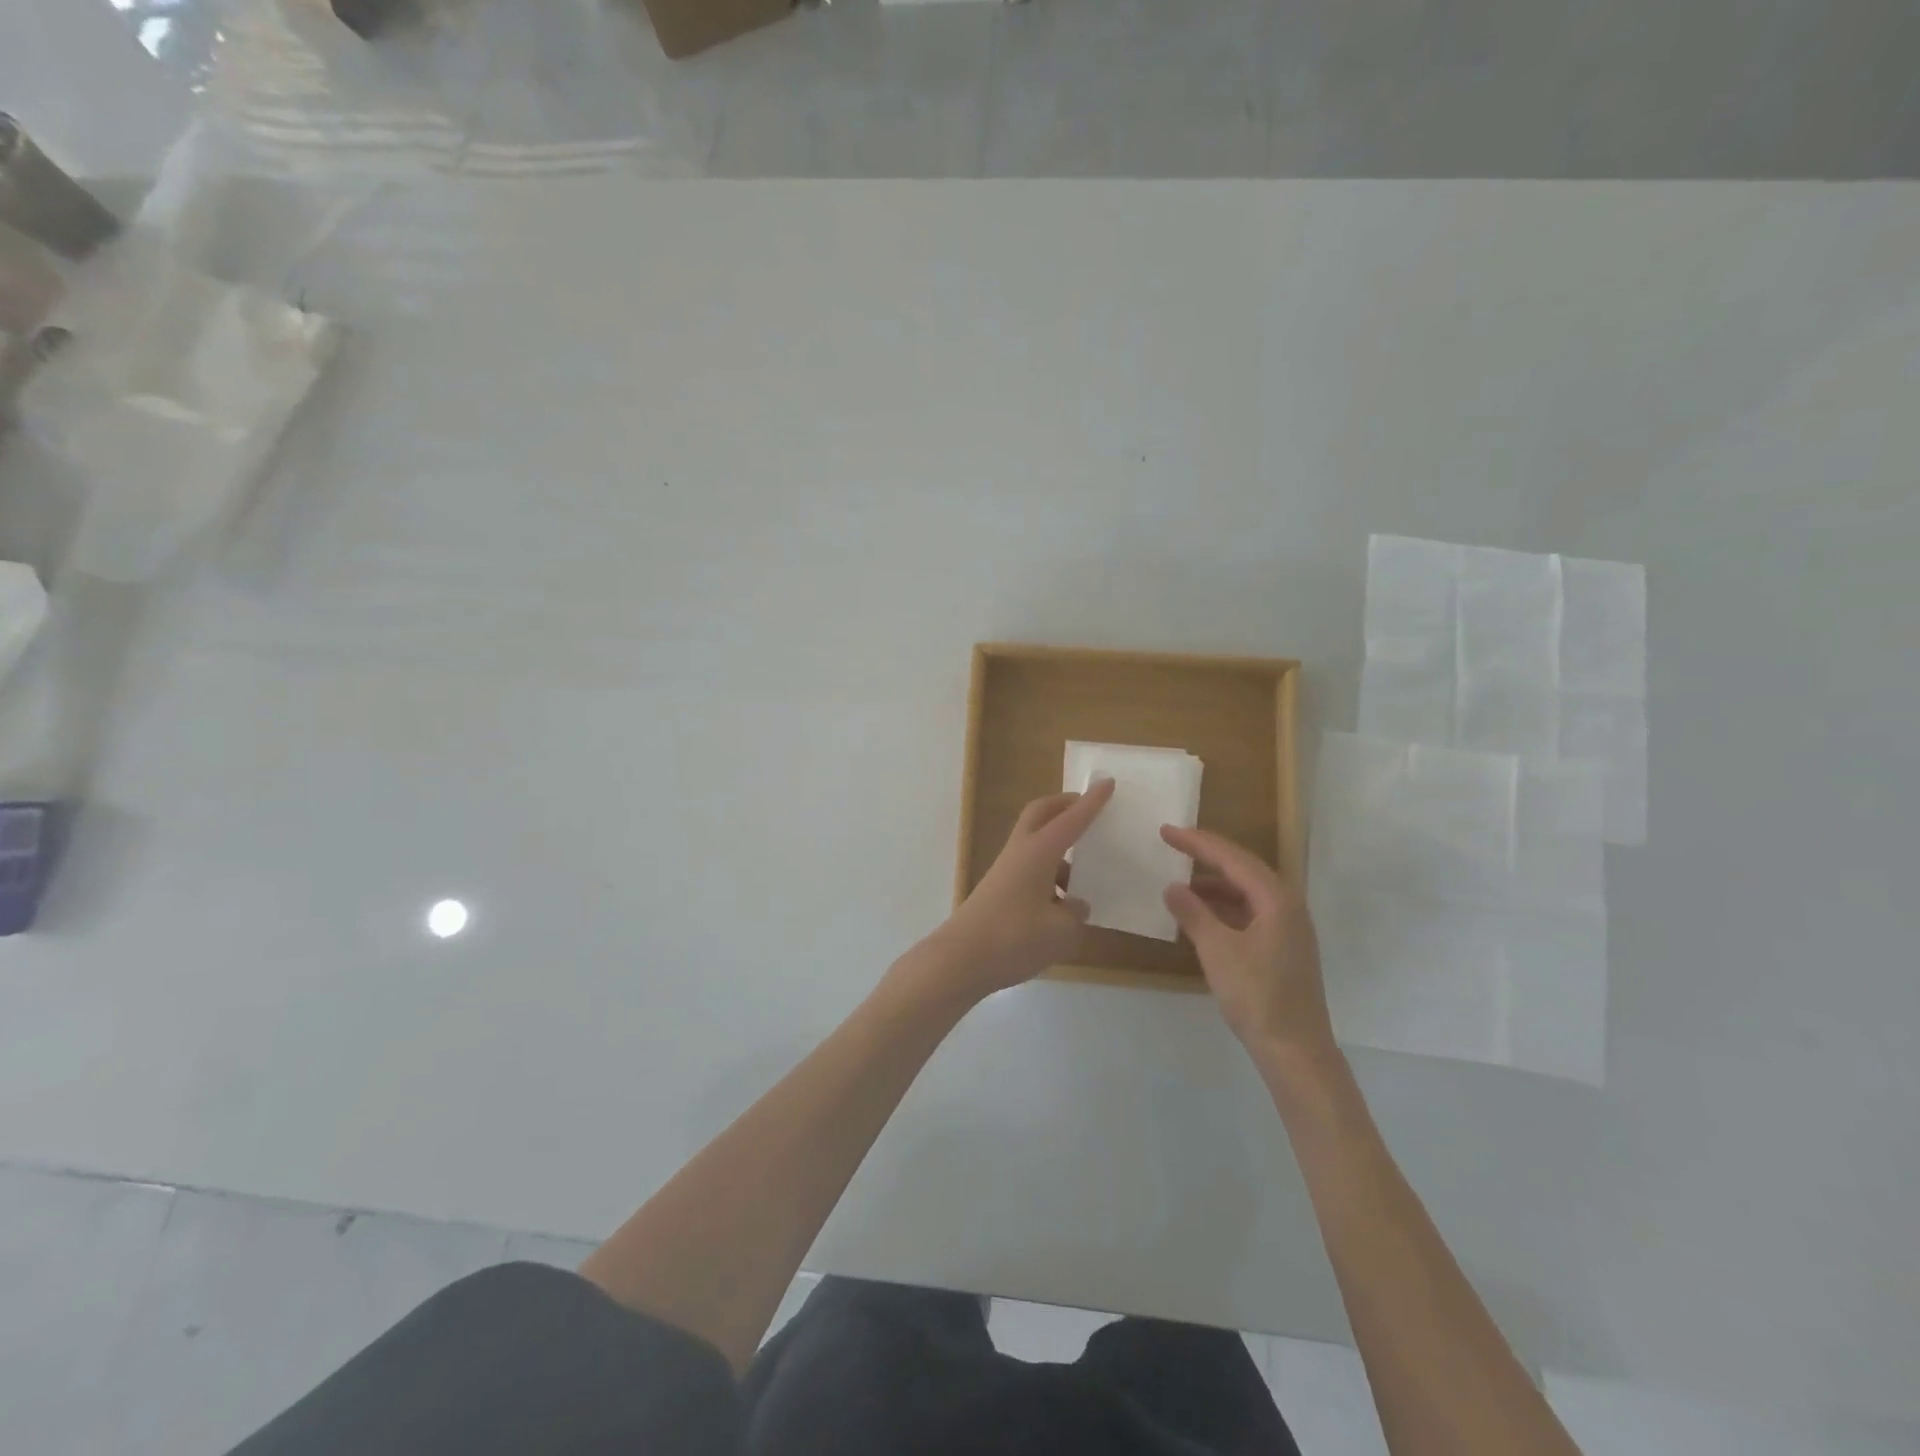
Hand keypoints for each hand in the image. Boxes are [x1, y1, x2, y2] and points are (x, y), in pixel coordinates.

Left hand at [928, 778, 1115, 998]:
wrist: (960, 959)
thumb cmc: (1014, 938)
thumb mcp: (1060, 931)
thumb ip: (1075, 915)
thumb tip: (1074, 907)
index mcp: (1038, 852)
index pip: (1071, 819)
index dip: (1091, 802)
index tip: (1108, 783)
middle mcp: (1021, 853)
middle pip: (1041, 814)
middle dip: (1064, 806)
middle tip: (1089, 809)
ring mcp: (1006, 871)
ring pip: (1036, 844)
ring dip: (1059, 849)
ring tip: (1086, 874)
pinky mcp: (999, 891)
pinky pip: (1031, 871)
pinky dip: (1050, 877)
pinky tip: (1064, 908)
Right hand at [1160, 825, 1333, 1056]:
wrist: (1295, 1050)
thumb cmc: (1257, 996)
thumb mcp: (1218, 951)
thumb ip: (1193, 914)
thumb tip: (1172, 887)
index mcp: (1276, 899)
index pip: (1231, 858)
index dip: (1197, 842)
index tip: (1166, 831)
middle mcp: (1287, 905)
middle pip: (1243, 867)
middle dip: (1207, 854)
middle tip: (1173, 843)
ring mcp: (1288, 926)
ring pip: (1247, 890)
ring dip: (1214, 882)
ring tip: (1181, 880)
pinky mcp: (1283, 946)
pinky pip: (1250, 910)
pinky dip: (1224, 905)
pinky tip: (1202, 914)